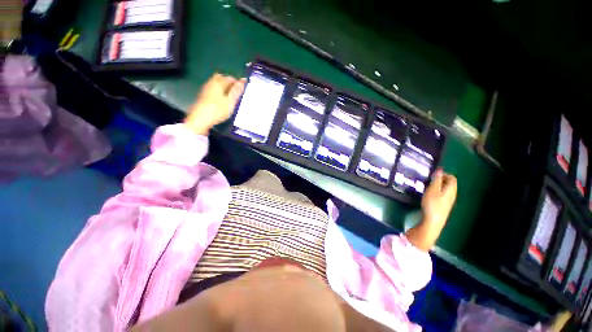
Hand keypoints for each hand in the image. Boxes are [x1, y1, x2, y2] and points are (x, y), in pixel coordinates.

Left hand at [184, 73, 245, 134]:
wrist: (200, 119)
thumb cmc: (218, 110)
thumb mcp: (230, 101)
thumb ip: (236, 91)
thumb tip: (243, 80)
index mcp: (219, 83)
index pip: (230, 78)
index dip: (237, 82)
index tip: (242, 89)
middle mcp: (211, 83)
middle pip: (221, 78)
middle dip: (229, 82)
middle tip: (236, 91)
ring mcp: (205, 89)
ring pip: (216, 84)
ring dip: (223, 87)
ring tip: (230, 97)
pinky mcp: (203, 96)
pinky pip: (212, 90)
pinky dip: (218, 92)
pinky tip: (221, 100)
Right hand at [406, 169, 456, 251]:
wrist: (433, 221)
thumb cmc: (432, 204)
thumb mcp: (432, 190)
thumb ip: (436, 180)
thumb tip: (439, 170)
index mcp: (451, 190)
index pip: (452, 178)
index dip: (444, 174)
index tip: (433, 175)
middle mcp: (452, 194)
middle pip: (449, 183)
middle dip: (440, 179)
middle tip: (429, 180)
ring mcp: (449, 201)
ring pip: (446, 189)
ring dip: (438, 186)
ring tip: (427, 187)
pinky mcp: (444, 206)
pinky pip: (443, 195)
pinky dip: (437, 192)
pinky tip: (429, 195)